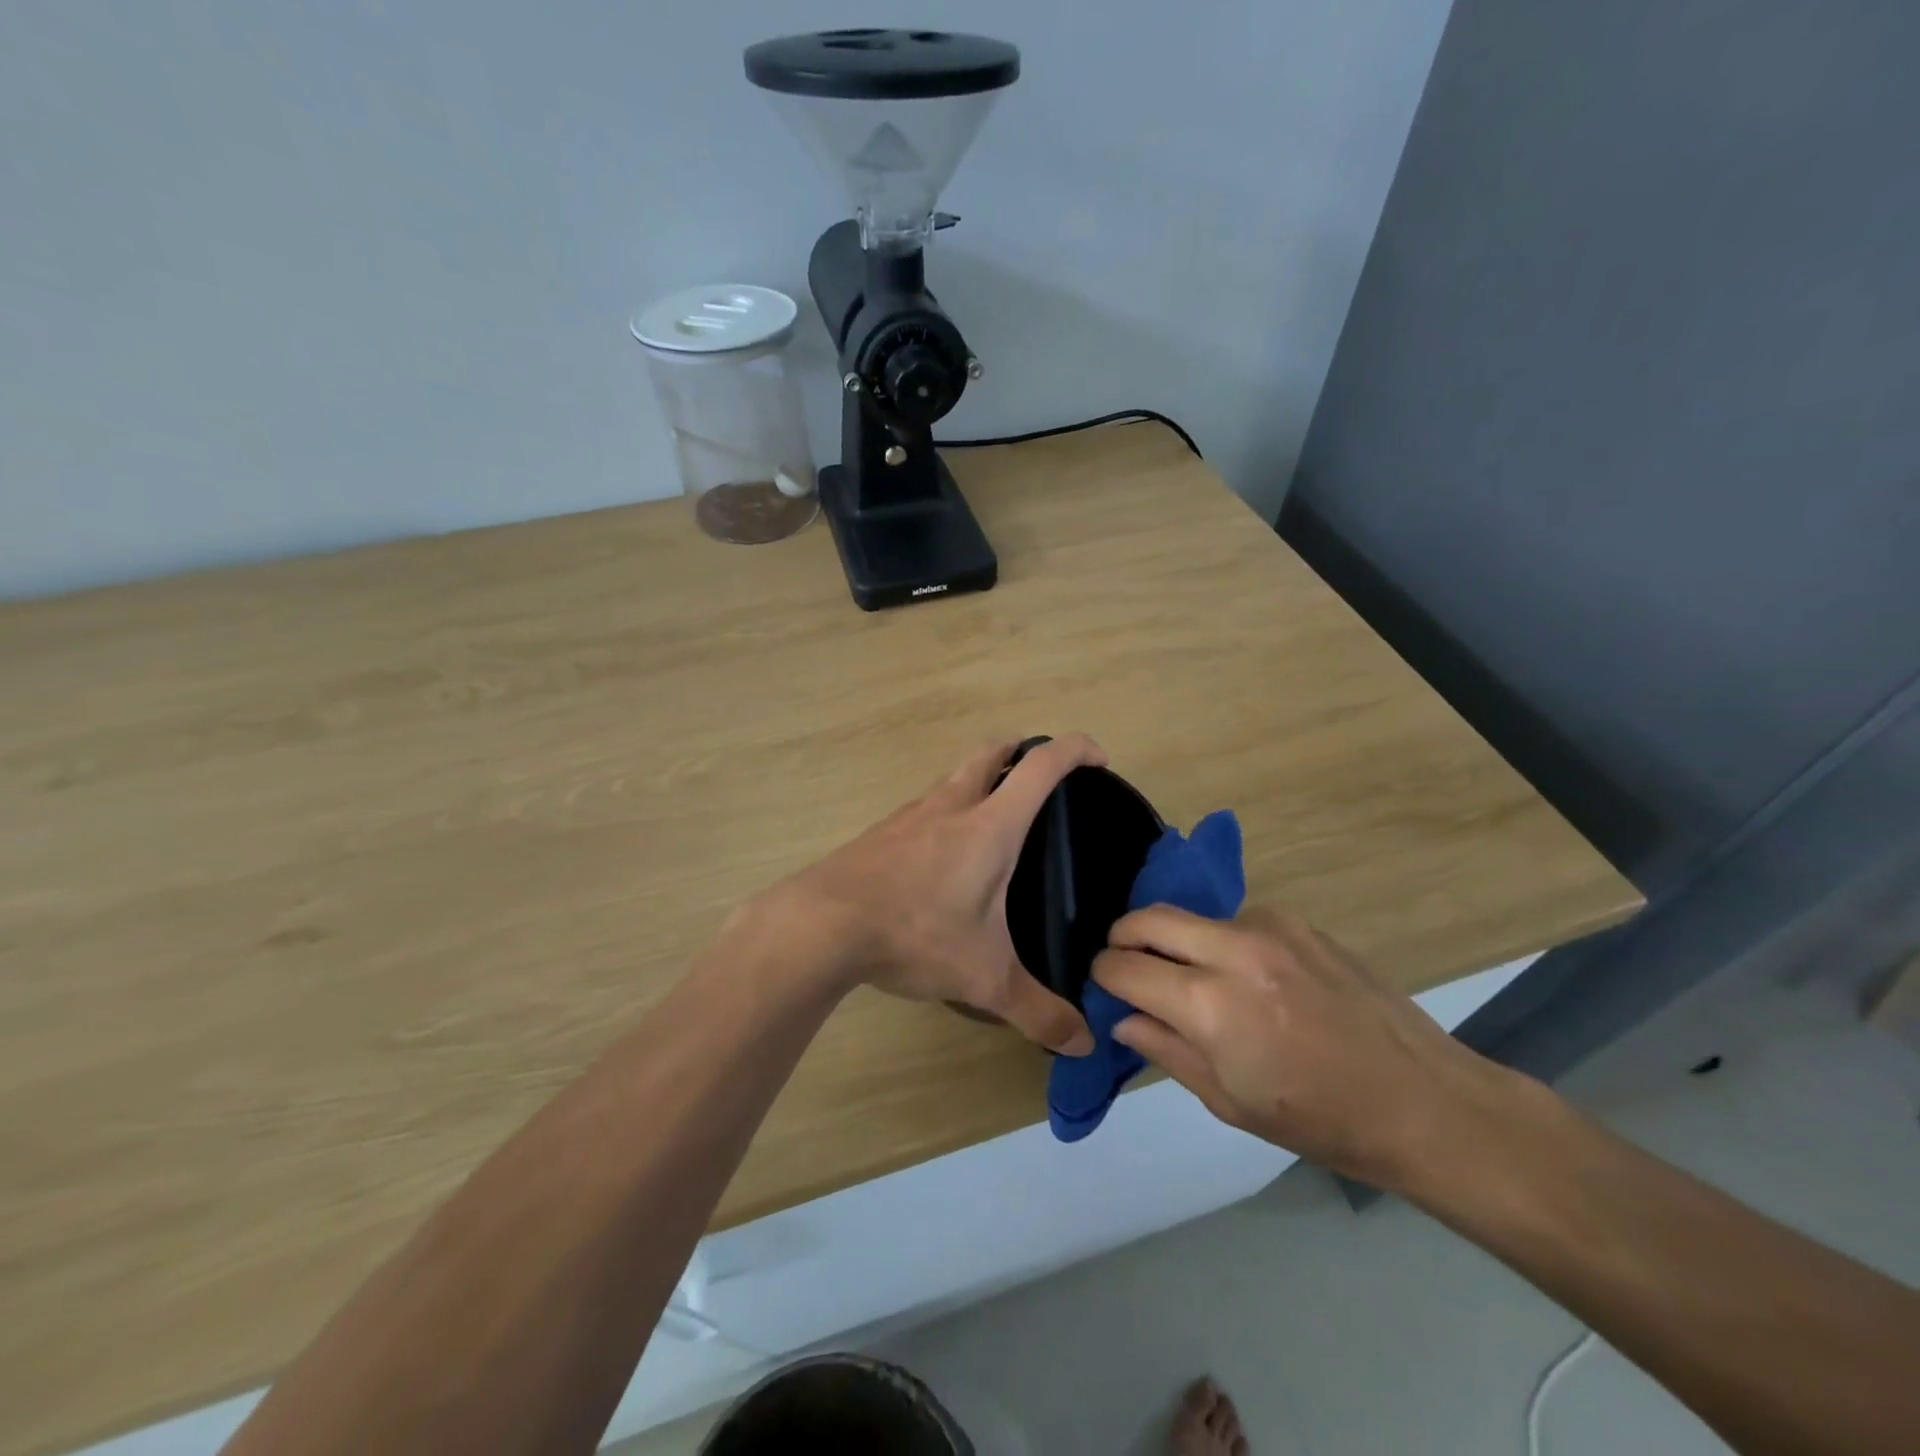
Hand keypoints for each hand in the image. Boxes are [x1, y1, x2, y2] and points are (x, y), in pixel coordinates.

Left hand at [764, 736, 1105, 1055]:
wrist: (820, 925)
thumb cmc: (914, 933)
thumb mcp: (983, 978)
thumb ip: (1037, 1011)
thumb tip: (1082, 1044)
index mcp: (989, 825)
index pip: (1041, 766)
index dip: (1075, 750)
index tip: (1098, 759)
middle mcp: (951, 806)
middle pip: (992, 752)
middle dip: (1022, 752)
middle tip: (1043, 780)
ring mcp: (910, 815)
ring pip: (955, 778)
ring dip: (981, 782)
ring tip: (995, 824)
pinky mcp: (881, 833)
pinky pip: (925, 808)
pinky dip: (947, 813)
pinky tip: (943, 859)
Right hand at [1092, 906, 1513, 1190]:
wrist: (1424, 1102)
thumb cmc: (1320, 1120)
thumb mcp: (1229, 1102)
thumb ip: (1166, 1050)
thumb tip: (1123, 1018)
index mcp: (1211, 1005)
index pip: (1126, 968)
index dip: (1103, 975)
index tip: (1103, 985)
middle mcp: (1234, 950)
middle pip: (1149, 917)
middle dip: (1123, 936)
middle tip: (1126, 963)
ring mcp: (1271, 928)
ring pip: (1194, 916)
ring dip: (1179, 940)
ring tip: (1197, 979)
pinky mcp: (1300, 923)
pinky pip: (1239, 922)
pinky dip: (1224, 943)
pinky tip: (1252, 979)